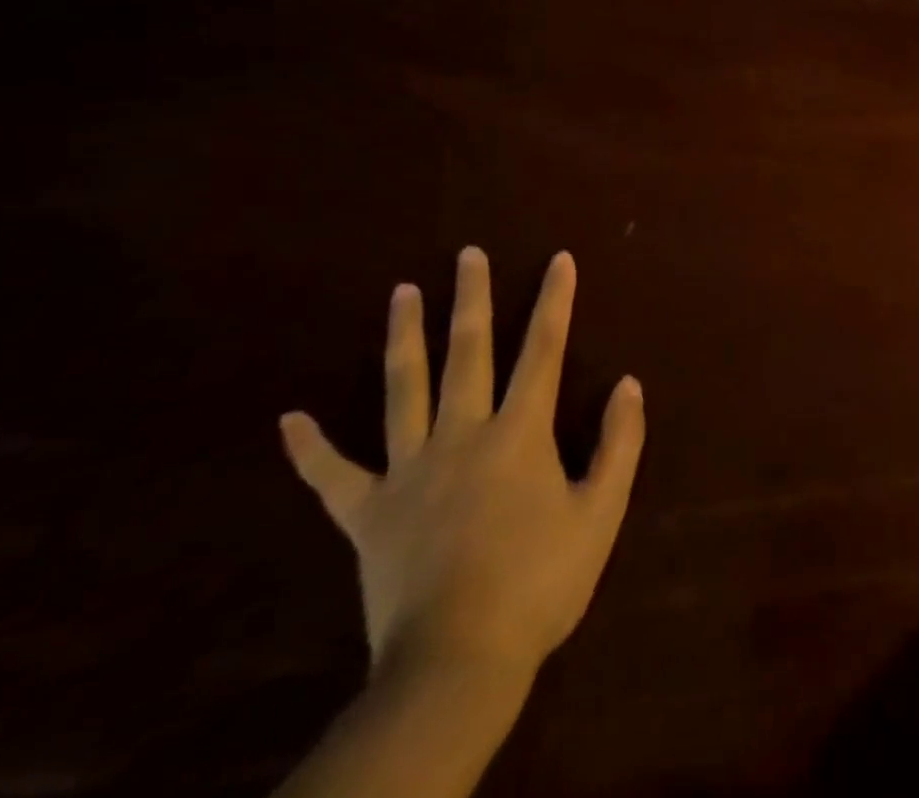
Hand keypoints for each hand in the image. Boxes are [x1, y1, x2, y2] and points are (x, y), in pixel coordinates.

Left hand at [279, 247, 644, 681]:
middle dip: (471, 298)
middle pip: (467, 352)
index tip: (559, 259)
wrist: (458, 664)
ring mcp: (408, 472)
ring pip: (402, 390)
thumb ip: (619, 443)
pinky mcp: (367, 514)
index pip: (543, 350)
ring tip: (402, 292)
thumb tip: (629, 384)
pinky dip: (310, 449)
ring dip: (403, 338)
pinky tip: (289, 419)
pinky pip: (332, 476)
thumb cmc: (541, 582)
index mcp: (519, 433)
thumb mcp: (602, 511)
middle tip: (467, 254)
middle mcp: (461, 435)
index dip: (555, 301)